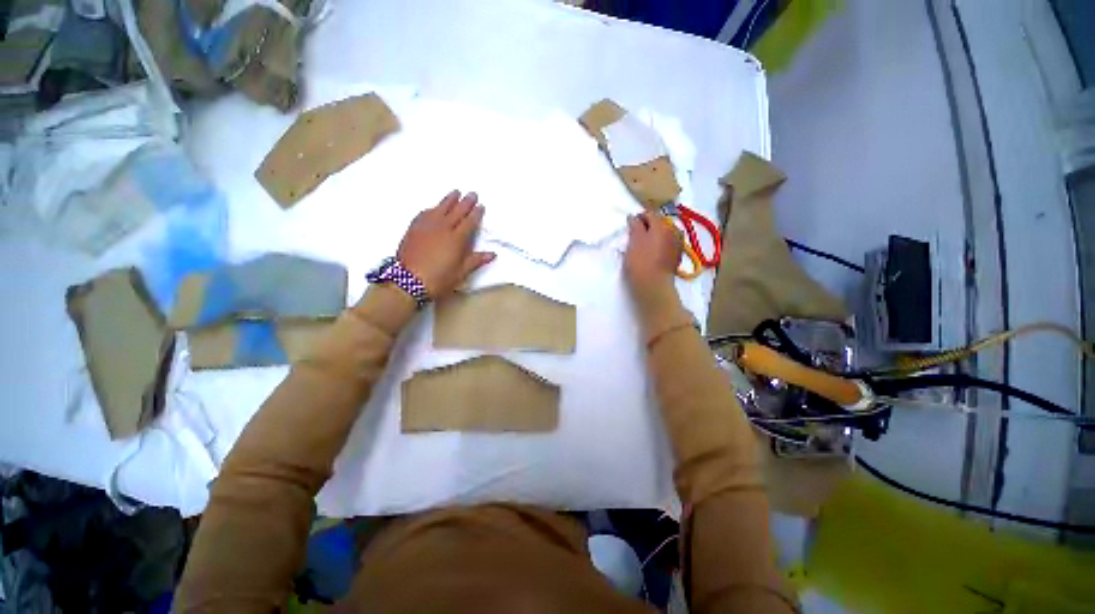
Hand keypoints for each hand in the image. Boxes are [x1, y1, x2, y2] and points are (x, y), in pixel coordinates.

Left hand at [397, 190, 495, 297]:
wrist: (408, 281)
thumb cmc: (439, 279)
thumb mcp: (461, 272)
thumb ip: (476, 260)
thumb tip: (492, 254)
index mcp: (456, 239)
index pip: (469, 222)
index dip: (476, 213)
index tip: (481, 206)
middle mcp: (443, 228)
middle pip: (456, 211)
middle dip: (466, 202)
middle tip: (472, 193)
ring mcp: (427, 226)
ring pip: (441, 208)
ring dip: (450, 199)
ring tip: (456, 192)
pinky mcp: (414, 228)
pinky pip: (425, 213)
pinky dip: (433, 208)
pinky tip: (434, 207)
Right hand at [624, 212, 681, 293]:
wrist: (654, 285)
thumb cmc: (640, 262)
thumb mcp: (633, 241)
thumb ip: (635, 226)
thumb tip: (634, 217)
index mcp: (662, 224)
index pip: (649, 213)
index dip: (638, 217)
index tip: (629, 226)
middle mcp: (673, 230)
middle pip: (659, 222)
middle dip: (648, 226)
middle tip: (635, 236)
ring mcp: (677, 243)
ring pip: (664, 233)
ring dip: (654, 235)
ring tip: (644, 245)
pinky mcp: (677, 255)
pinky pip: (667, 243)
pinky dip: (660, 244)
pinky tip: (652, 253)